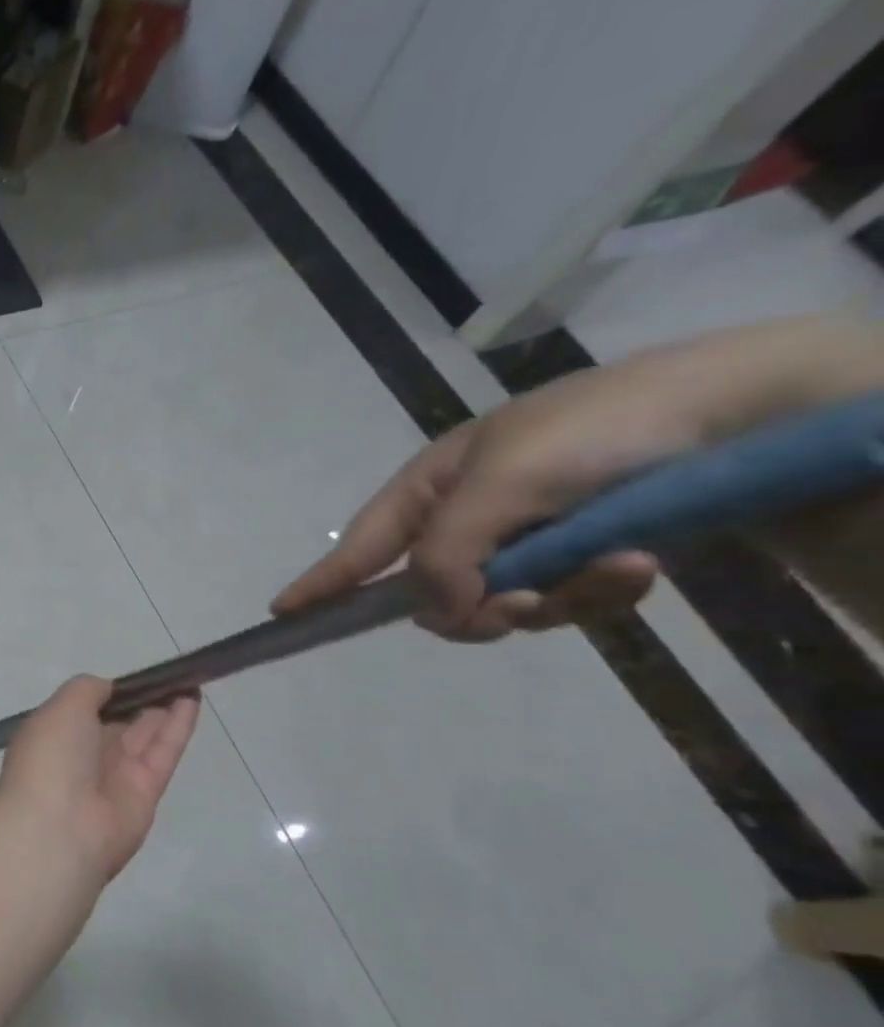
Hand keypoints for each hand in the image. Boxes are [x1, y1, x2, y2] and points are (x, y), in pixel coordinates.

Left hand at [0, 676, 198, 883]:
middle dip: (139, 701)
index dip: (108, 694)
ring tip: (186, 682)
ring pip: (143, 737)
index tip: (132, 676)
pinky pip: (163, 753)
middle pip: (117, 724)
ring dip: (163, 710)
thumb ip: (87, 691)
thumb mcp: (61, 708)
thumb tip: (108, 689)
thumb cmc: (51, 758)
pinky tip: (191, 700)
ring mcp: (114, 777)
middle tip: (168, 677)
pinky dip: (177, 727)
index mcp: (53, 737)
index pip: (83, 711)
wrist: (59, 830)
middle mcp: (82, 757)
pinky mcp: (145, 793)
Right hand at [273, 316, 883, 640]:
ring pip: (503, 606)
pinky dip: (601, 592)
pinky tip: (641, 565)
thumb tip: (438, 608)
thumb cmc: (598, 432)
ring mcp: (523, 539)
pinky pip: (564, 602)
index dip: (322, 582)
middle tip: (516, 605)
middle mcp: (468, 517)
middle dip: (477, 607)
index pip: (361, 546)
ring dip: (555, 599)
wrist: (744, 411)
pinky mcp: (579, 556)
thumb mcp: (502, 485)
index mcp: (433, 487)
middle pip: (435, 594)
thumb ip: (446, 554)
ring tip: (616, 566)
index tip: (281, 615)